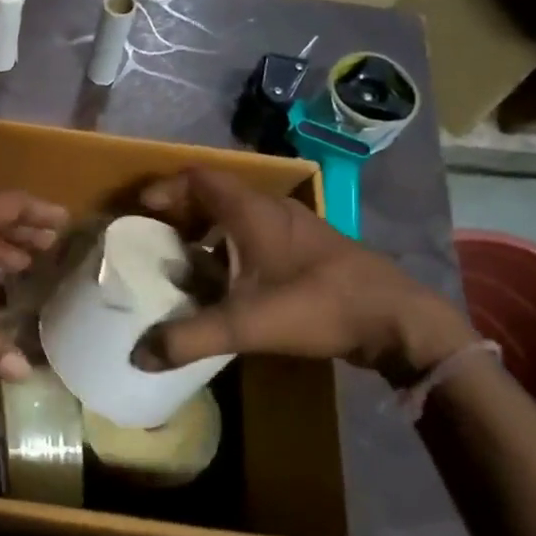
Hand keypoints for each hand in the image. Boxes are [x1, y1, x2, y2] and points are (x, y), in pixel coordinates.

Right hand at [137, 169, 474, 385]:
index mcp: (250, 211)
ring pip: (239, 214)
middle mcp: (271, 209)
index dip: (165, 189)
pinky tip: (230, 281)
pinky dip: (233, 246)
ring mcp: (296, 226)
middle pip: (215, 194)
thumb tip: (138, 356)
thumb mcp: (244, 324)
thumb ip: (188, 339)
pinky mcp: (311, 247)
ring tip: (186, 260)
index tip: (140, 210)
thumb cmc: (316, 305)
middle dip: (181, 211)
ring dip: (209, 230)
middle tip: (156, 237)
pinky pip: (258, 233)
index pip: (197, 178)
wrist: (397, 318)